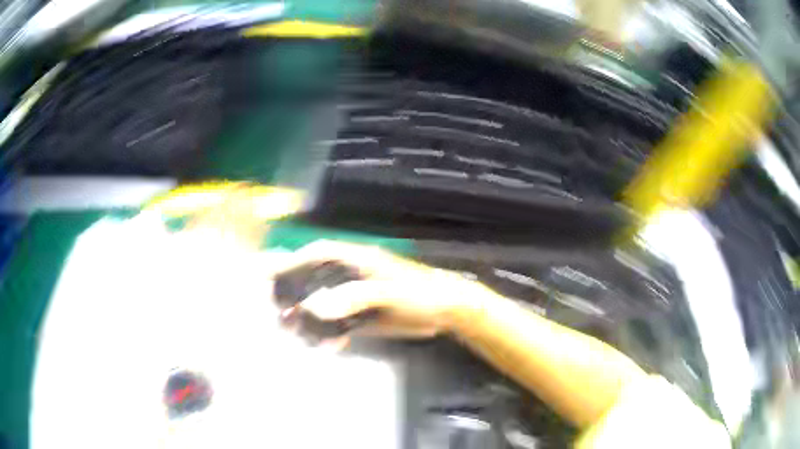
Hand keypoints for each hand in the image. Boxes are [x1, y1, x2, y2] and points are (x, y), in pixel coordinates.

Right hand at [270, 240, 489, 338]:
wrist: (446, 312)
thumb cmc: (420, 293)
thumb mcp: (389, 292)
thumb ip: (353, 297)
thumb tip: (314, 306)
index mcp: (358, 261)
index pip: (319, 254)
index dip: (293, 261)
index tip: (271, 274)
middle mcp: (353, 276)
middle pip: (315, 280)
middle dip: (294, 293)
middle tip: (276, 310)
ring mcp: (357, 297)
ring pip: (324, 303)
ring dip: (308, 317)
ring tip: (294, 331)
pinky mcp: (364, 316)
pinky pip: (339, 323)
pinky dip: (330, 333)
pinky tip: (328, 345)